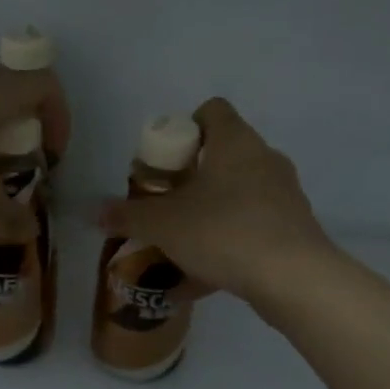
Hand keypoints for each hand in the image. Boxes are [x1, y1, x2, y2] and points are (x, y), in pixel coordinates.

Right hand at [98, 97, 333, 300]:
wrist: (294, 279)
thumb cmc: (223, 232)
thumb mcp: (163, 225)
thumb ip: (127, 216)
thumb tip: (94, 212)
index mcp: (235, 141)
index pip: (212, 110)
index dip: (185, 127)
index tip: (166, 160)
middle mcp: (265, 158)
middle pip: (224, 153)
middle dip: (193, 176)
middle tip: (167, 202)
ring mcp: (285, 193)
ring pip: (240, 191)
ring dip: (212, 209)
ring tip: (184, 241)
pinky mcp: (295, 227)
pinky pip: (253, 225)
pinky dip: (230, 241)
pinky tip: (206, 275)